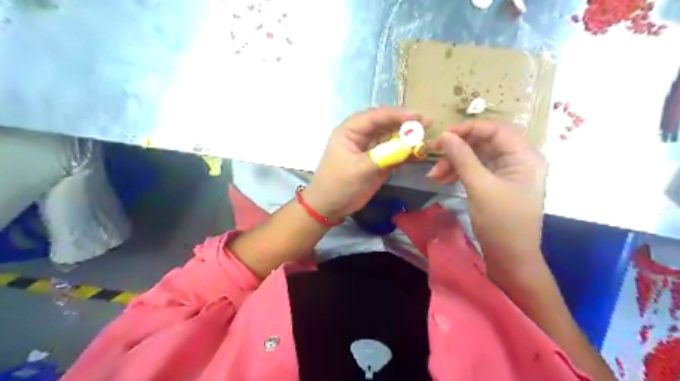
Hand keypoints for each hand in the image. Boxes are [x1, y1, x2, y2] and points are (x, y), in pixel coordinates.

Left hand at [304, 108, 423, 221]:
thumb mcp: (358, 169)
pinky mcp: (378, 161)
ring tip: (426, 139)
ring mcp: (371, 149)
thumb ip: (383, 156)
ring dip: (408, 139)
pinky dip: (406, 153)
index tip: (416, 117)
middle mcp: (361, 136)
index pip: (375, 117)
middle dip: (405, 124)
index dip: (395, 115)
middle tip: (426, 124)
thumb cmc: (338, 185)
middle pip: (386, 124)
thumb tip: (409, 146)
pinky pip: (394, 153)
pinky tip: (419, 154)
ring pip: (392, 138)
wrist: (331, 207)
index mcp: (350, 131)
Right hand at [429, 123, 545, 273]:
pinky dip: (458, 173)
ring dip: (454, 163)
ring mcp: (506, 173)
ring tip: (434, 175)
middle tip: (433, 152)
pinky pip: (475, 171)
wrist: (510, 257)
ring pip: (476, 157)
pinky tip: (442, 179)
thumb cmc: (501, 221)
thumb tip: (445, 135)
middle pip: (484, 143)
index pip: (495, 130)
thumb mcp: (480, 186)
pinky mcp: (495, 185)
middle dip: (457, 149)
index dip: (469, 129)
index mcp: (524, 156)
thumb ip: (462, 158)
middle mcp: (517, 160)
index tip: (443, 134)